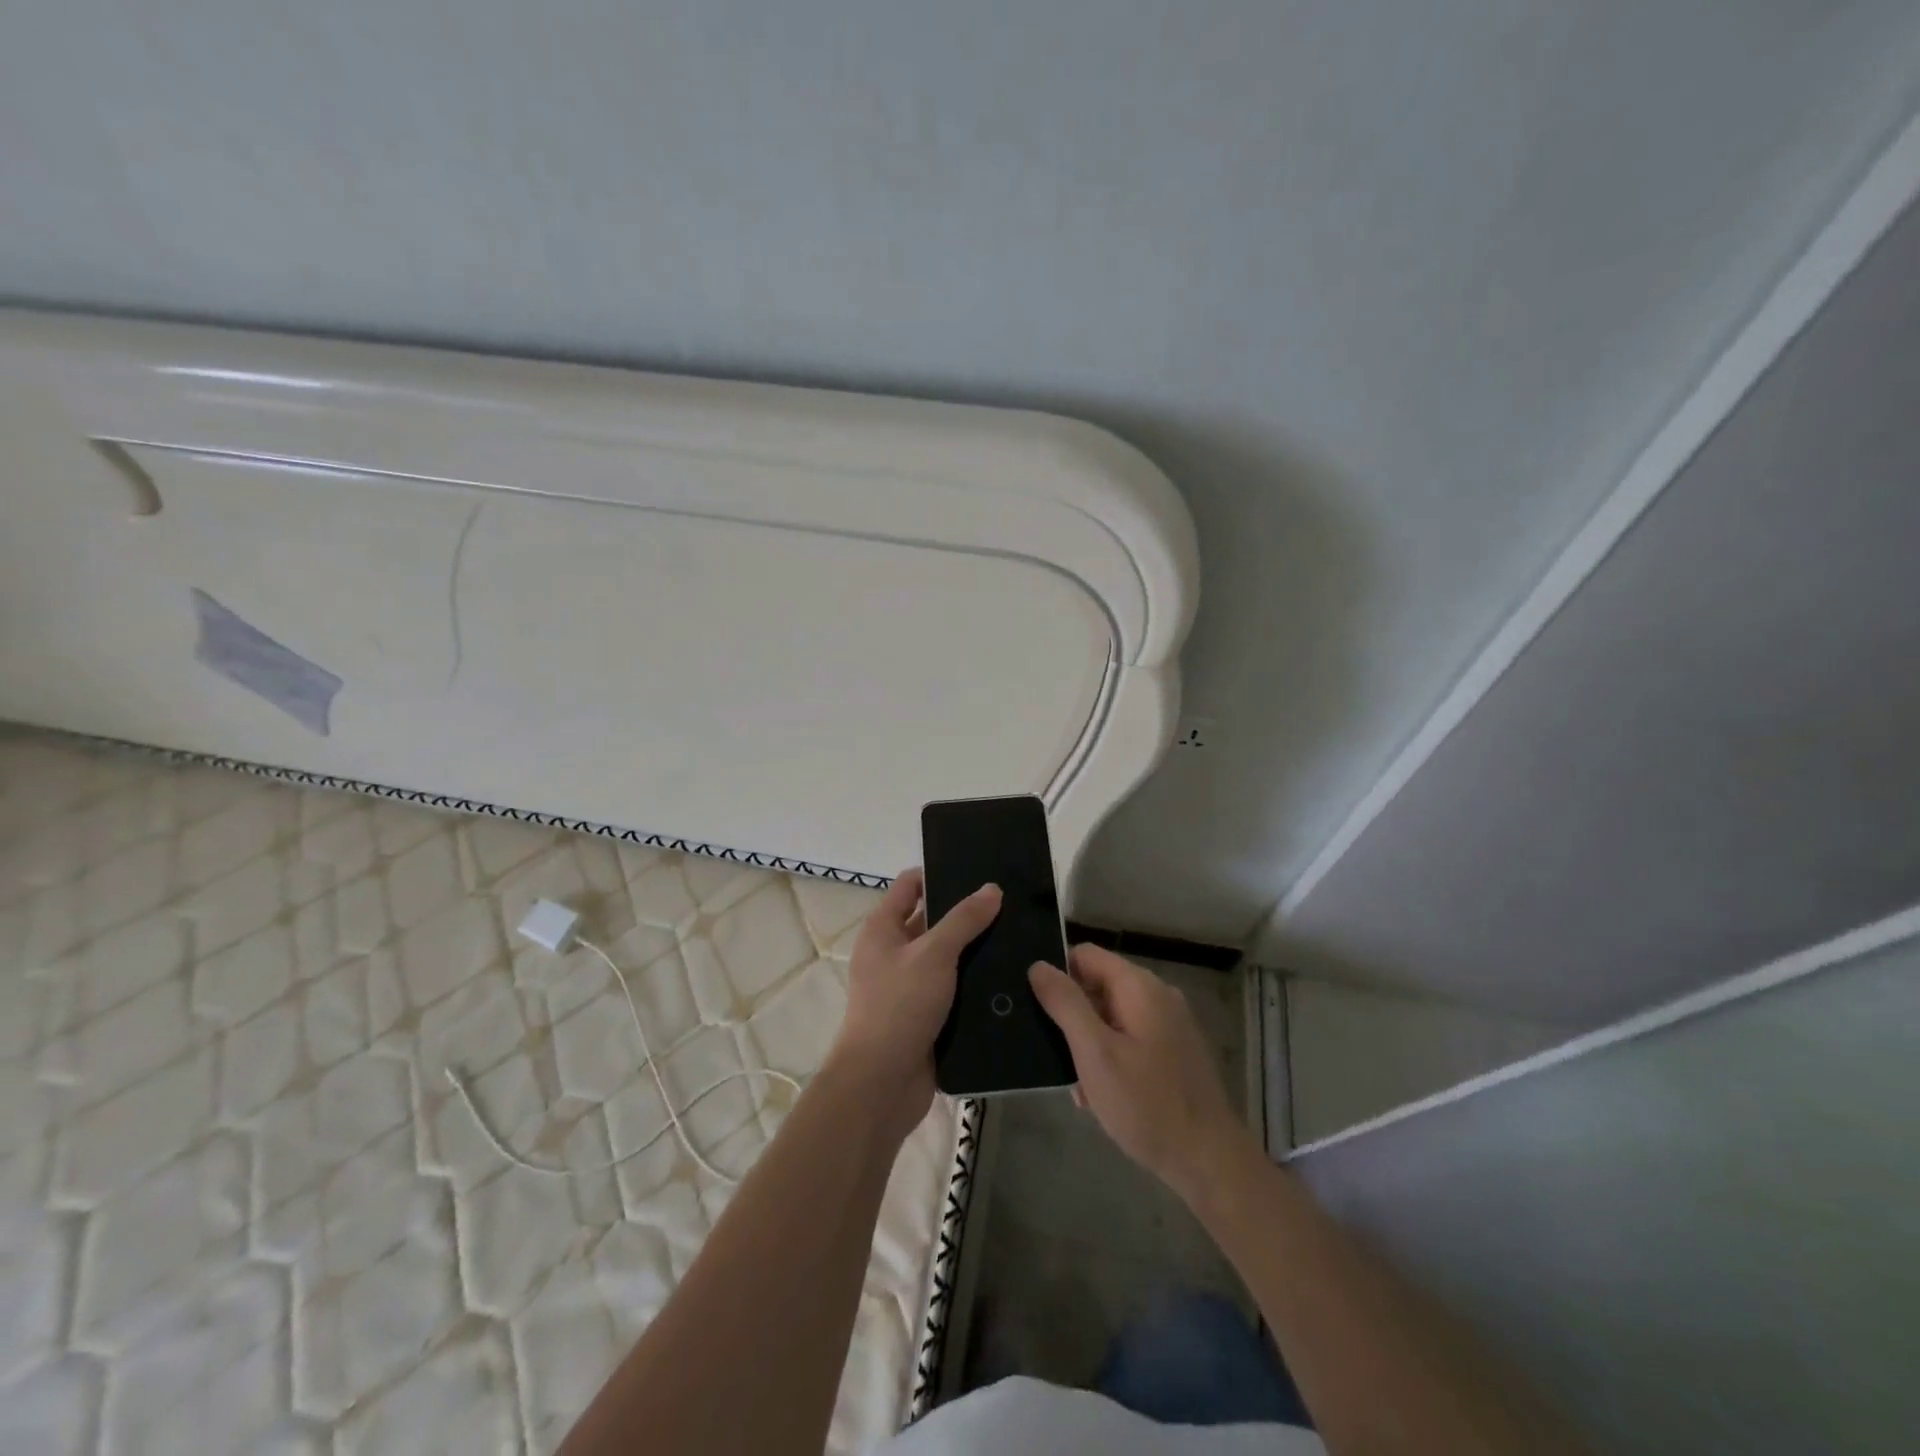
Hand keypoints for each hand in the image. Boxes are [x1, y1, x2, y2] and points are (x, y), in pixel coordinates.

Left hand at [831, 868, 1001, 1137]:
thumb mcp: (934, 954)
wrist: (881, 1084)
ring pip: (947, 959)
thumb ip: (964, 920)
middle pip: (932, 921)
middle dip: (966, 914)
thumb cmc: (899, 1006)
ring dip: (975, 952)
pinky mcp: (926, 1017)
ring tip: (1020, 936)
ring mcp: (909, 987)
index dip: (939, 873)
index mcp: (883, 929)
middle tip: (1010, 904)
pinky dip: (975, 985)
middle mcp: (893, 953)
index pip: (910, 885)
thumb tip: (991, 888)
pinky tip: (1010, 978)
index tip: (979, 870)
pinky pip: (954, 991)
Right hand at [1029, 944, 1253, 1201]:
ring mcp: (1168, 1025)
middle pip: (1098, 986)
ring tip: (1075, 1084)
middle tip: (1053, 1054)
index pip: (1085, 955)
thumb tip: (1038, 965)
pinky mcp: (1173, 1053)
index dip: (1057, 974)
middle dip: (1072, 1017)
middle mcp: (1157, 996)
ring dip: (1088, 1044)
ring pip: (1110, 1017)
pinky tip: (1099, 1096)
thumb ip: (1065, 1004)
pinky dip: (1109, 1059)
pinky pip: (1128, 1040)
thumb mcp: (1095, 1053)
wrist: (1209, 1162)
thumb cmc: (1147, 1103)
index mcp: (1139, 986)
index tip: (1036, 1007)